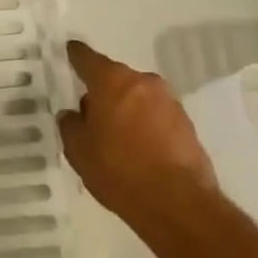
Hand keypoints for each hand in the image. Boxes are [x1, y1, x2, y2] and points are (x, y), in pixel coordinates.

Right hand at [58, 39, 216, 231]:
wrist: (180, 206)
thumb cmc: (120, 171)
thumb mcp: (78, 151)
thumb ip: (70, 125)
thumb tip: (74, 114)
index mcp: (111, 80)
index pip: (87, 58)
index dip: (75, 56)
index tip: (70, 52)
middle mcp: (143, 82)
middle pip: (116, 79)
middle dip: (104, 92)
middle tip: (92, 115)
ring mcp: (169, 102)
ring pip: (139, 98)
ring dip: (127, 110)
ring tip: (117, 138)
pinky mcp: (188, 125)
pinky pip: (157, 117)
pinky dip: (147, 127)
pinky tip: (140, 151)